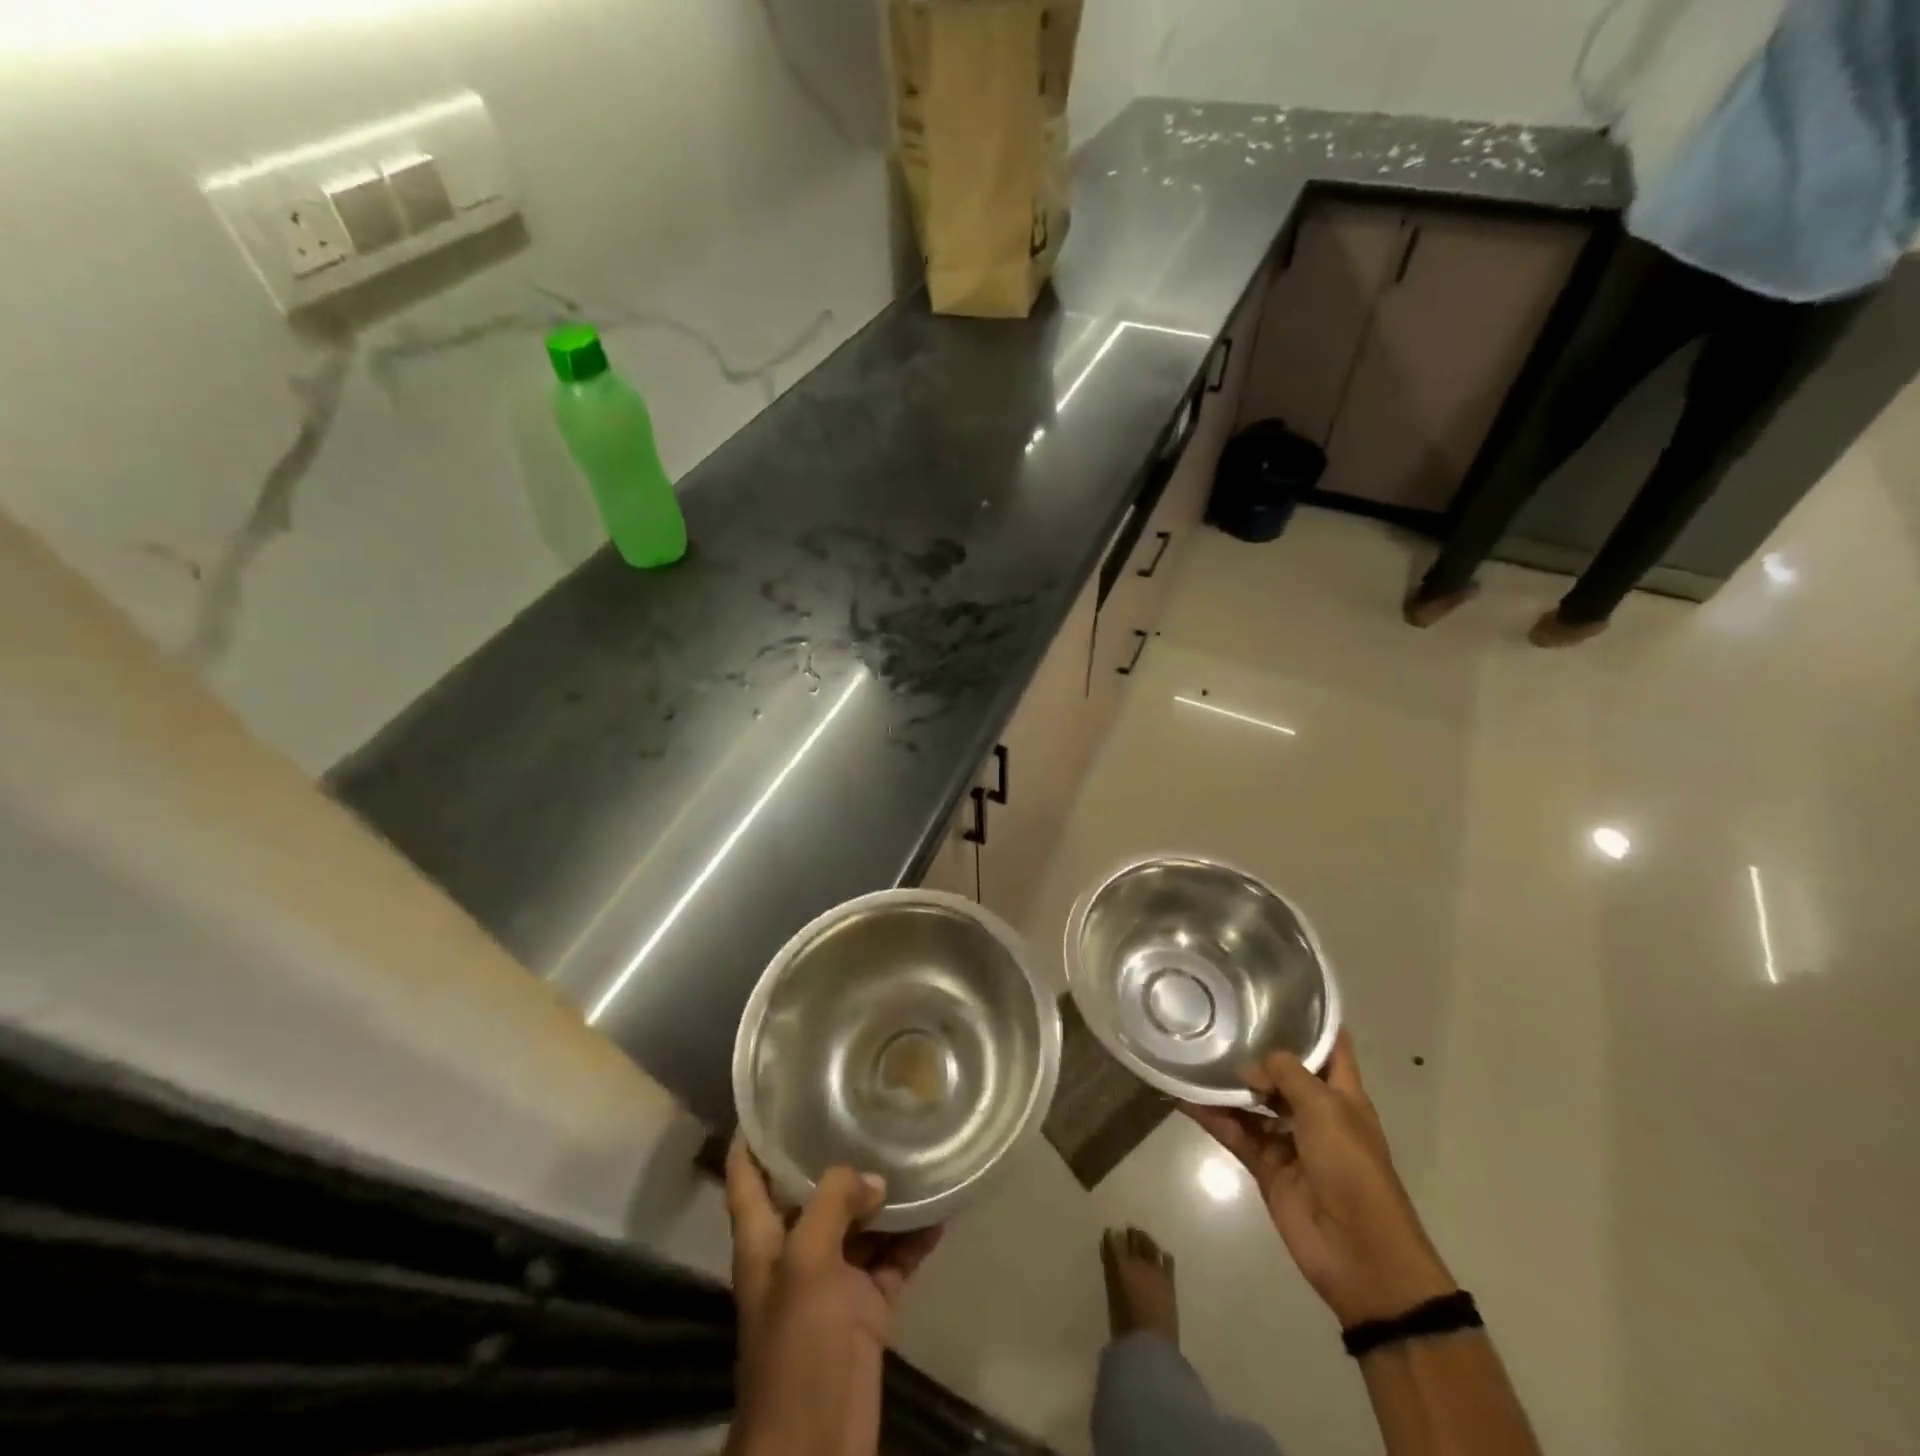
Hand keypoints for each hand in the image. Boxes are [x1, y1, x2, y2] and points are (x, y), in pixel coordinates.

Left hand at [724, 1137, 942, 1455]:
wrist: (816, 1445)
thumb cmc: (795, 1346)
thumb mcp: (805, 1262)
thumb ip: (833, 1204)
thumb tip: (873, 1180)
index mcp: (763, 1240)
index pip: (746, 1175)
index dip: (752, 1135)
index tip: (772, 1094)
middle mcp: (795, 1252)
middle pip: (811, 1192)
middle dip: (835, 1155)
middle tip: (867, 1106)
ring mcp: (833, 1281)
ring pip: (860, 1222)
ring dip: (885, 1195)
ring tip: (915, 1148)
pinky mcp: (867, 1307)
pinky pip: (894, 1258)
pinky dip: (915, 1237)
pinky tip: (942, 1209)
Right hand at [1184, 1032, 1454, 1326]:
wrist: (1359, 1253)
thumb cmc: (1352, 1169)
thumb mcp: (1325, 1109)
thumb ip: (1286, 1075)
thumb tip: (1251, 1065)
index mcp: (1342, 1093)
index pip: (1330, 1045)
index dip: (1311, 1018)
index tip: (1276, 989)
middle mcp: (1315, 1111)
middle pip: (1283, 1071)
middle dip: (1256, 1048)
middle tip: (1218, 1015)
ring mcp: (1289, 1138)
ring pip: (1253, 1101)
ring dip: (1228, 1083)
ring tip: (1194, 1051)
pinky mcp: (1266, 1165)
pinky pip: (1234, 1132)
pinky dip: (1211, 1116)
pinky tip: (1183, 1096)